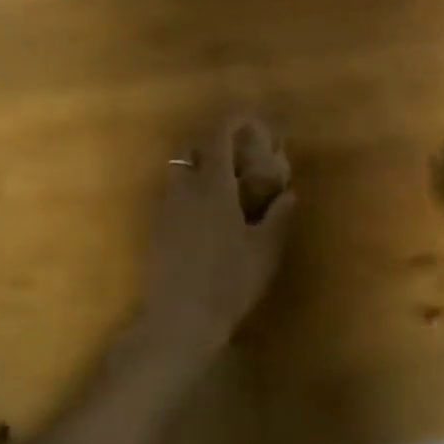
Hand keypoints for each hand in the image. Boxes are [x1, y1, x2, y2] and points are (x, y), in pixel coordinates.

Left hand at [132, 114, 295, 368]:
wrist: (178, 321)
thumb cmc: (228, 282)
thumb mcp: (264, 250)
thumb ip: (277, 216)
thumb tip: (287, 193)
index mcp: (212, 186)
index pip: (219, 136)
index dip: (235, 122)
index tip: (252, 122)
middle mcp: (184, 189)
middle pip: (191, 148)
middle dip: (213, 142)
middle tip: (238, 155)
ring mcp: (165, 209)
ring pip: (179, 172)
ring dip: (200, 168)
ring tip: (225, 187)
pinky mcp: (156, 230)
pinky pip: (173, 195)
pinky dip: (190, 191)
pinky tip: (208, 217)